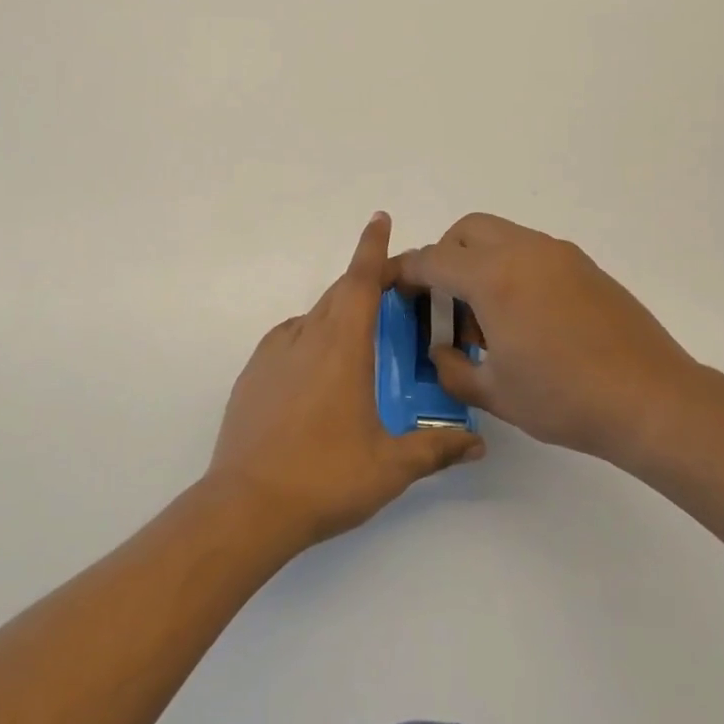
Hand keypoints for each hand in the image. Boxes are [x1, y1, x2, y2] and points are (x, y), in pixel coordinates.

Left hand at [205, 212, 484, 549]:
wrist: (247, 505)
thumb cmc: (325, 478)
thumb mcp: (390, 467)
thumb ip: (435, 448)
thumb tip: (477, 444)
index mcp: (342, 347)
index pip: (361, 281)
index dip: (372, 247)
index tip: (379, 218)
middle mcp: (306, 337)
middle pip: (339, 294)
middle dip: (364, 283)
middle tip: (392, 294)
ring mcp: (273, 353)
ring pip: (313, 316)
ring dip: (338, 313)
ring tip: (358, 340)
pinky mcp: (252, 373)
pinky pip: (289, 339)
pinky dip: (310, 338)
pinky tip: (318, 371)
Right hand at [395, 213, 716, 469]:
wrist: (652, 400)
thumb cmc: (565, 399)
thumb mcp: (495, 393)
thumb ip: (453, 368)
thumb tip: (442, 351)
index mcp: (493, 277)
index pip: (433, 259)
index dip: (405, 271)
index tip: (393, 287)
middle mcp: (523, 251)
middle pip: (466, 231)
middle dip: (444, 257)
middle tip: (445, 303)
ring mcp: (558, 254)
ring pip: (501, 236)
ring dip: (480, 262)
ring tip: (488, 317)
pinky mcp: (584, 266)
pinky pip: (531, 251)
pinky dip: (511, 268)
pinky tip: (525, 318)